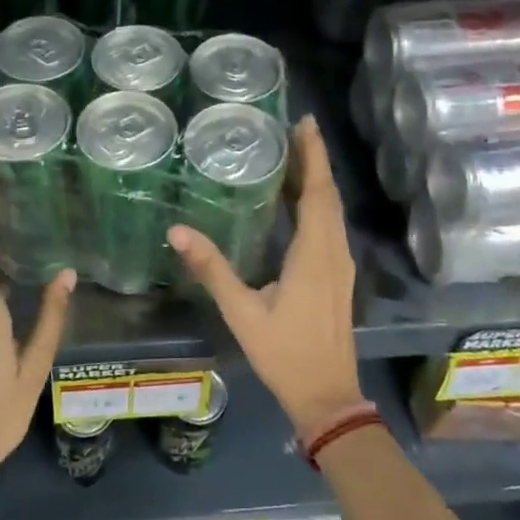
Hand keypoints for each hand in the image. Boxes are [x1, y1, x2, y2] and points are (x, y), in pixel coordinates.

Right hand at [169, 116, 364, 437]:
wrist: (327, 397)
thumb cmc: (284, 354)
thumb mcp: (242, 312)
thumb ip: (212, 269)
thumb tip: (177, 231)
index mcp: (315, 255)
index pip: (317, 193)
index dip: (313, 156)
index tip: (306, 122)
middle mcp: (334, 253)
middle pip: (328, 196)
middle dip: (315, 160)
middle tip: (296, 129)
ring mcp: (341, 265)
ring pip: (333, 211)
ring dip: (318, 180)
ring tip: (295, 155)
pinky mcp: (339, 277)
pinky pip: (331, 227)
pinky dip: (318, 203)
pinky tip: (300, 202)